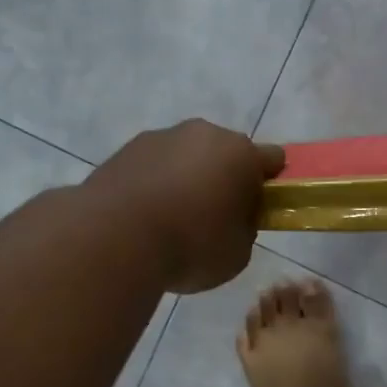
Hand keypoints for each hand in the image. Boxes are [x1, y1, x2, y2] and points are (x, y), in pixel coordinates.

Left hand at [85, 119, 284, 293]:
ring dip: (185, 182)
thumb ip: (244, 229)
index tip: (257, 211)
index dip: (268, 185)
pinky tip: (144, 222)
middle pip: (224, 154)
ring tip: (171, 224)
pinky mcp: (122, 152)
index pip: (272, 160)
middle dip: (223, 180)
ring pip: (184, 158)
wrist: (113, 239)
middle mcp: (201, 134)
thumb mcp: (239, 253)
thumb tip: (231, 218)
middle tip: (214, 221)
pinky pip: (151, 170)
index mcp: (240, 153)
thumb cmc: (191, 245)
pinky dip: (153, 188)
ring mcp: (158, 139)